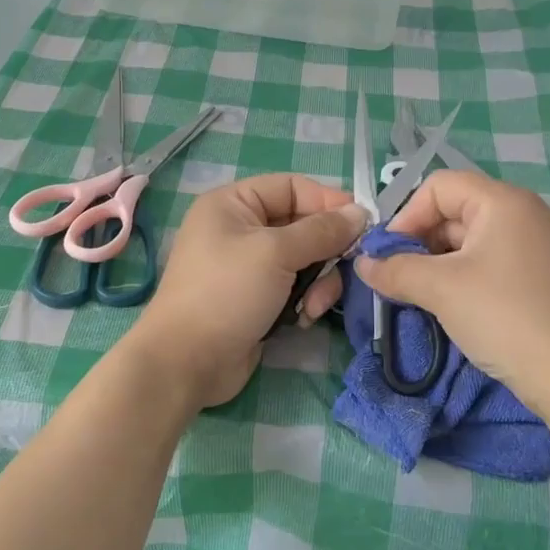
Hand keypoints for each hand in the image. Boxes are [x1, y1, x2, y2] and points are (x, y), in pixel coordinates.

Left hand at [129, 174, 367, 409]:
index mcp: (234, 204)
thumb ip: (321, 231)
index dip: (327, 201)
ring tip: (315, 305)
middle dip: (326, 250)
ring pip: (304, 259)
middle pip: (302, 225)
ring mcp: (249, 266)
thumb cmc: (227, 292)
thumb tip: (359, 212)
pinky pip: (295, 287)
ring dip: (319, 281)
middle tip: (346, 269)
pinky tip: (304, 319)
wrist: (188, 362)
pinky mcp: (258, 299)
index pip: (292, 187)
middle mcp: (240, 229)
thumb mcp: (276, 253)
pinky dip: (306, 300)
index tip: (361, 223)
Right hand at [353, 170, 549, 415]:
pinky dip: (467, 277)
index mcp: (503, 201)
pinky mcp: (546, 277)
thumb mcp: (441, 290)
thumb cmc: (506, 317)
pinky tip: (458, 308)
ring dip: (440, 263)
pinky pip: (494, 262)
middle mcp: (526, 213)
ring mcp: (540, 245)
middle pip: (456, 210)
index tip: (390, 256)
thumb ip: (395, 270)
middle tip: (402, 280)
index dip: (406, 215)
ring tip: (424, 297)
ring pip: (473, 240)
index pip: (439, 186)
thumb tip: (362, 263)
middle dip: (421, 242)